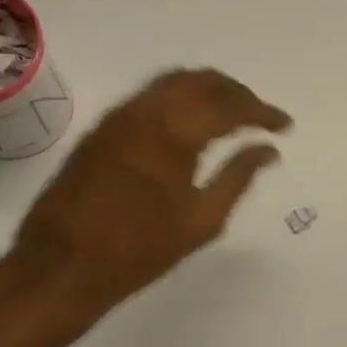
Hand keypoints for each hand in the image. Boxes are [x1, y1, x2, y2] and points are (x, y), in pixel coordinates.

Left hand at [12, 68, 290, 315]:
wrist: (62, 264)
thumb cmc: (139, 250)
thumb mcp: (201, 220)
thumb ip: (238, 177)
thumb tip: (267, 150)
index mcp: (176, 132)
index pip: (230, 105)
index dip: (263, 112)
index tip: (284, 126)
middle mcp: (147, 110)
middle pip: (202, 81)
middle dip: (236, 93)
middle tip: (259, 115)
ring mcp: (120, 115)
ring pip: (173, 82)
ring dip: (207, 90)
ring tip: (229, 113)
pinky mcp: (102, 127)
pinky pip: (149, 95)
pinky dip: (178, 98)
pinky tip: (189, 122)